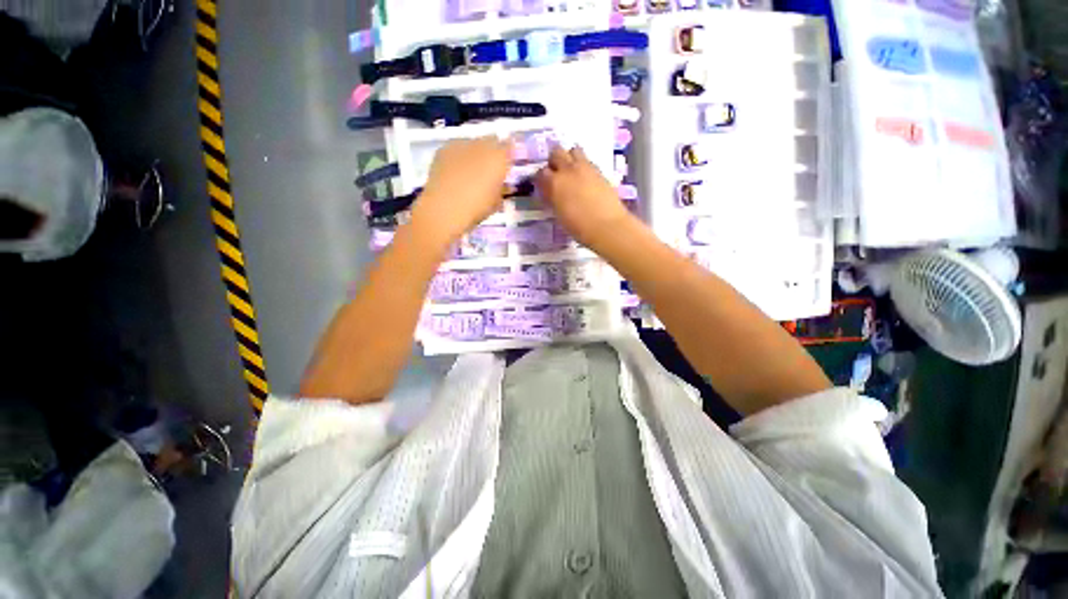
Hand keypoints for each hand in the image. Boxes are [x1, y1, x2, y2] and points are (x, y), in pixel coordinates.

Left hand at [410, 136, 512, 247]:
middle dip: (493, 151)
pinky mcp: (444, 149)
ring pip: (474, 142)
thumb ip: (502, 189)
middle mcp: (482, 145)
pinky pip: (458, 148)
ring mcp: (461, 145)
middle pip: (491, 141)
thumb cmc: (476, 209)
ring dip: (476, 152)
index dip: (510, 155)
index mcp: (499, 159)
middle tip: (491, 167)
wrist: (443, 209)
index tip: (508, 164)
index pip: (510, 147)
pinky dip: (460, 156)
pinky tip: (458, 170)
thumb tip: (503, 184)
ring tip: (473, 170)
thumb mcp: (496, 202)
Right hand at [534, 145, 634, 249]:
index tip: (543, 185)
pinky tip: (585, 178)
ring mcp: (585, 168)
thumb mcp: (559, 214)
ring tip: (572, 172)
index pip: (540, 173)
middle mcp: (568, 170)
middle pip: (556, 153)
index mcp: (554, 183)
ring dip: (570, 158)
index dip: (541, 179)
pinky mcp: (599, 170)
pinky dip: (583, 165)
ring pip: (573, 150)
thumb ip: (553, 200)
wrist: (607, 226)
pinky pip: (587, 160)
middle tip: (556, 174)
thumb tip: (551, 194)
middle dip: (554, 162)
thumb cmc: (579, 227)